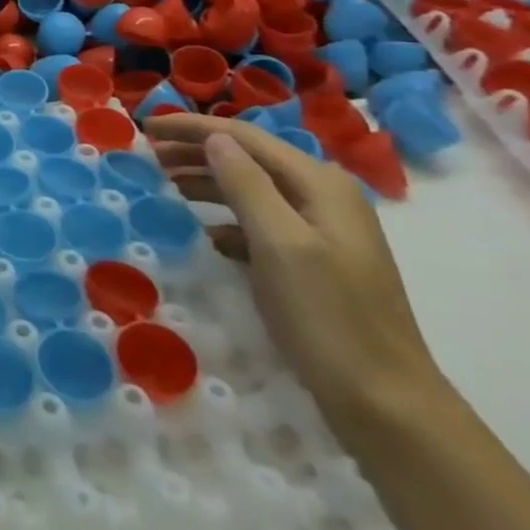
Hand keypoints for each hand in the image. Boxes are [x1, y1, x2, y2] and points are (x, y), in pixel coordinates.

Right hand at [146, 113, 445, 429]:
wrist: (385, 403)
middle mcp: (324, 197)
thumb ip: (246, 184)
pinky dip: (225, 218)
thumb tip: (214, 138)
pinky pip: (259, 222)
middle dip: (196, 150)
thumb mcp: (280, 244)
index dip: (192, 127)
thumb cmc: (328, 316)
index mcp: (320, 184)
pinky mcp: (314, 261)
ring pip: (251, 188)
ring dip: (207, 181)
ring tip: (164, 184)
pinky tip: (202, 231)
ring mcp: (321, 230)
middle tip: (147, 155)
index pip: (244, 137)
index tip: (144, 126)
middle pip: (249, 157)